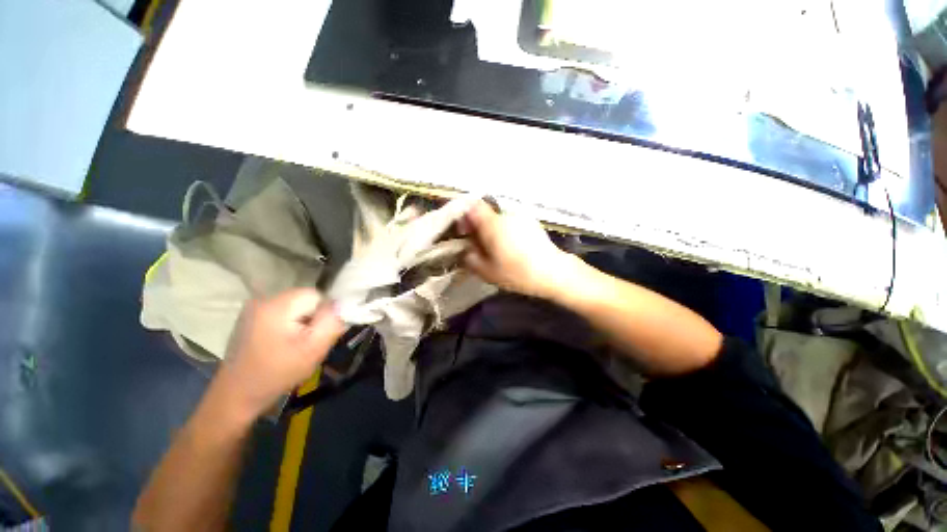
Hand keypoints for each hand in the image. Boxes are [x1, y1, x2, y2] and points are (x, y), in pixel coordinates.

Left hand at [216, 289, 344, 417]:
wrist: (236, 396)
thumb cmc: (277, 373)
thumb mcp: (313, 349)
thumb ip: (332, 322)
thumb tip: (344, 304)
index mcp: (277, 305)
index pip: (316, 295)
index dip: (324, 314)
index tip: (317, 336)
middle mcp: (263, 299)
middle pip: (305, 300)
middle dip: (313, 319)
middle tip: (307, 344)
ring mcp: (254, 308)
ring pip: (296, 307)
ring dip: (302, 323)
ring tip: (294, 346)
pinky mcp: (250, 317)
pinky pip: (283, 313)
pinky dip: (289, 325)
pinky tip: (282, 345)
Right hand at [461, 201, 577, 299]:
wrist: (552, 272)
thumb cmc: (517, 272)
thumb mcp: (486, 272)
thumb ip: (469, 258)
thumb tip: (466, 249)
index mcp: (493, 224)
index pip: (472, 205)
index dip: (463, 215)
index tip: (464, 231)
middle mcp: (506, 214)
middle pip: (485, 212)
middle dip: (478, 226)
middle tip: (479, 245)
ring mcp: (521, 217)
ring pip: (498, 218)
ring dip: (492, 229)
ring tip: (496, 248)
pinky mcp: (531, 222)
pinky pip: (511, 222)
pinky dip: (505, 231)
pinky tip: (511, 247)